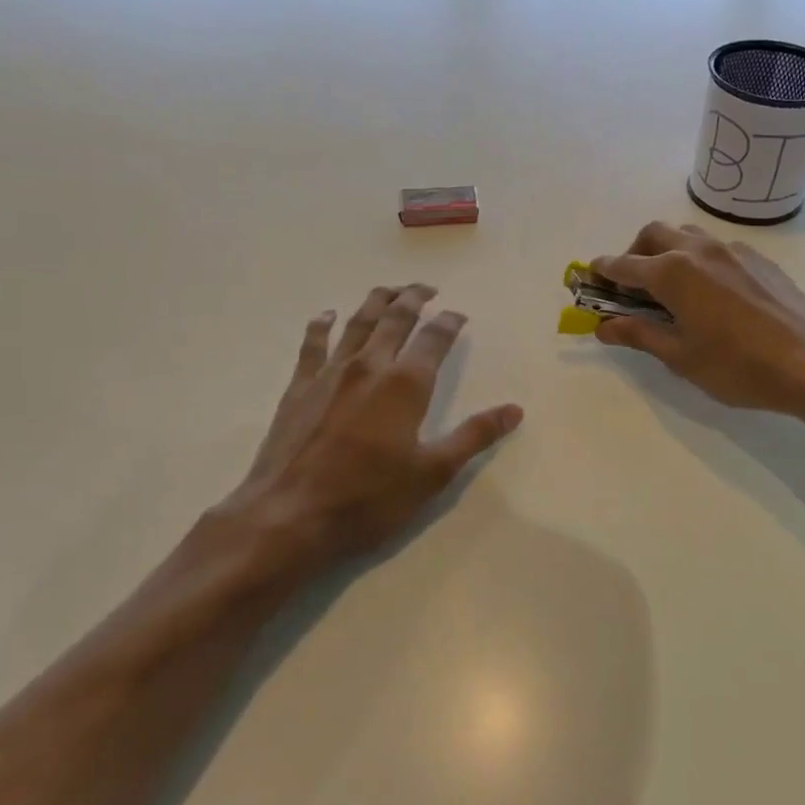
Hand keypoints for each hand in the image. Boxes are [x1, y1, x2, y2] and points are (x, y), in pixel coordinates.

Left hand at [208, 284, 521, 578]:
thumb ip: (474, 436)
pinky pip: (312, 344)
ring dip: (376, 301)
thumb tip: (514, 410)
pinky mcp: (299, 388)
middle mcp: (369, 366)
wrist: (290, 516)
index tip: (459, 315)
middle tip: (426, 287)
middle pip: (395, 318)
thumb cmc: (369, 498)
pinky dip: (322, 325)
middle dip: (413, 298)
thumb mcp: (433, 473)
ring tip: (389, 290)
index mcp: (405, 384)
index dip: (449, 322)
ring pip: (357, 323)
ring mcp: (330, 374)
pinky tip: (327, 316)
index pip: (434, 339)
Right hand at [590, 222, 804, 413]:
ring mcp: (732, 250)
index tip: (588, 278)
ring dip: (666, 249)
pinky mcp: (758, 259)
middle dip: (633, 253)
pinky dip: (696, 258)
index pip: (624, 265)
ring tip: (668, 285)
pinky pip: (715, 246)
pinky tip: (708, 291)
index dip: (602, 272)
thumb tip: (602, 326)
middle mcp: (699, 250)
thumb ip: (638, 335)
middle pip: (652, 235)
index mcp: (673, 272)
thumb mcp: (680, 356)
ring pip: (686, 234)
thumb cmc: (737, 366)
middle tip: (629, 286)